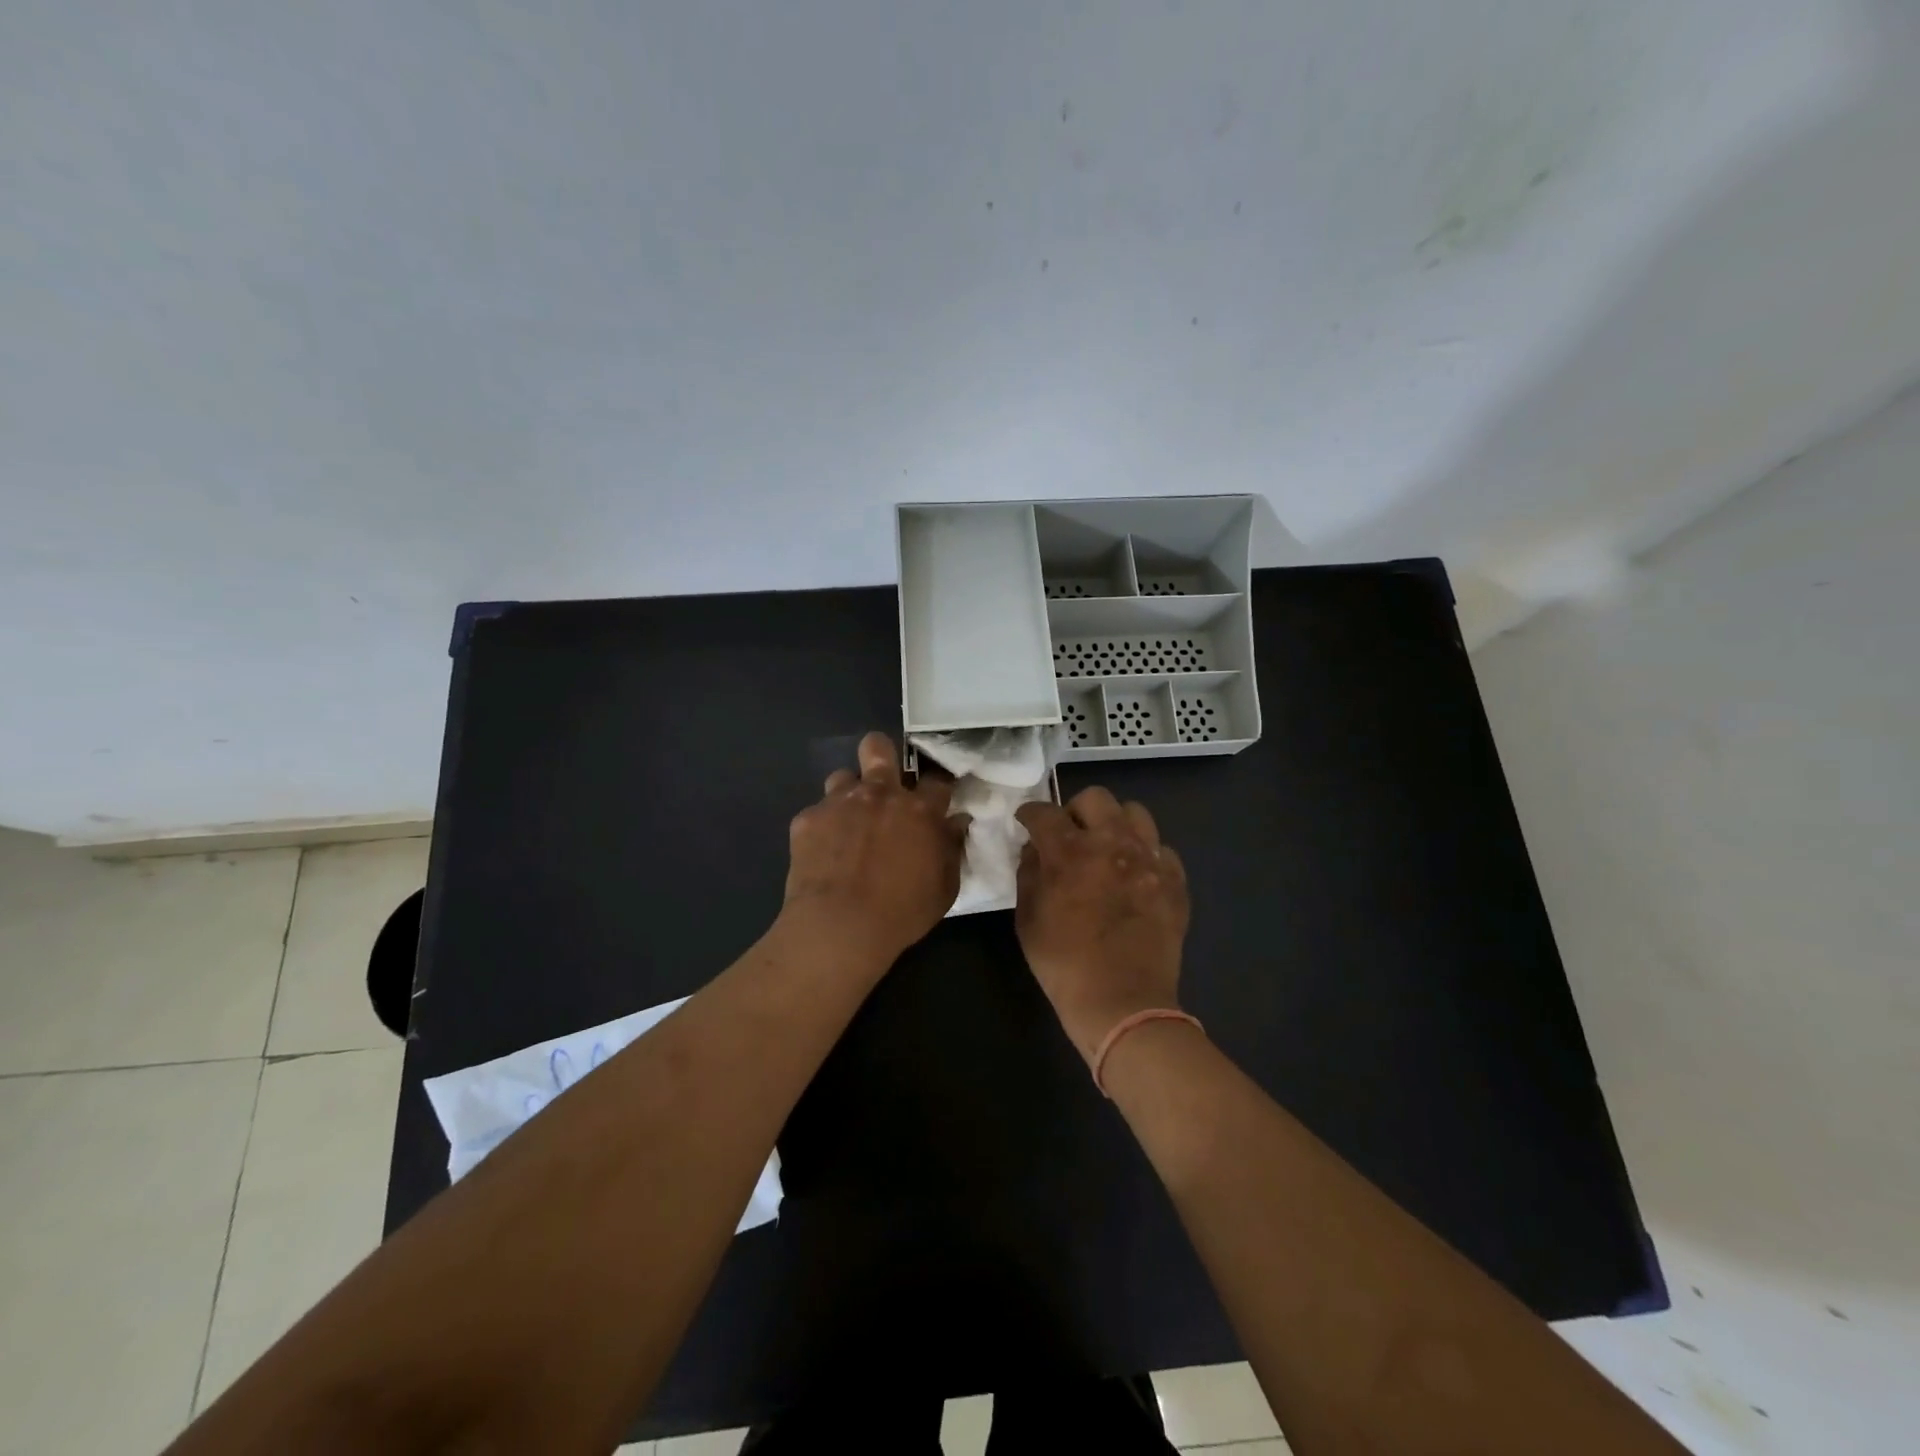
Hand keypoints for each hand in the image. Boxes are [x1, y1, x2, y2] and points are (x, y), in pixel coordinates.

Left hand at [781, 732, 969, 972]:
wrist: (839, 926)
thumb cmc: (902, 912)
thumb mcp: (944, 888)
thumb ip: (952, 848)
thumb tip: (957, 822)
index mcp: (919, 810)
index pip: (937, 780)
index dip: (937, 787)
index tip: (936, 798)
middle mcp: (879, 794)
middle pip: (878, 747)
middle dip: (881, 754)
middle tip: (883, 780)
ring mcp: (839, 802)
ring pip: (842, 776)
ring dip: (849, 794)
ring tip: (849, 821)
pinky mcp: (807, 819)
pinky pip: (817, 813)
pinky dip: (823, 828)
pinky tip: (823, 853)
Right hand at [1014, 787, 1188, 1062]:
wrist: (1123, 1004)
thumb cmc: (1064, 965)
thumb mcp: (1027, 920)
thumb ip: (1029, 874)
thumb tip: (1035, 850)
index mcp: (1070, 852)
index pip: (1044, 812)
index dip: (1030, 814)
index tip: (1027, 823)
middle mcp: (1112, 844)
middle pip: (1095, 798)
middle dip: (1076, 811)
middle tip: (1070, 836)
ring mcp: (1149, 860)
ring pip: (1135, 813)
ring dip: (1115, 825)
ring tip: (1108, 850)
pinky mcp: (1175, 881)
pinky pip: (1162, 849)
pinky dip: (1146, 856)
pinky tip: (1136, 876)